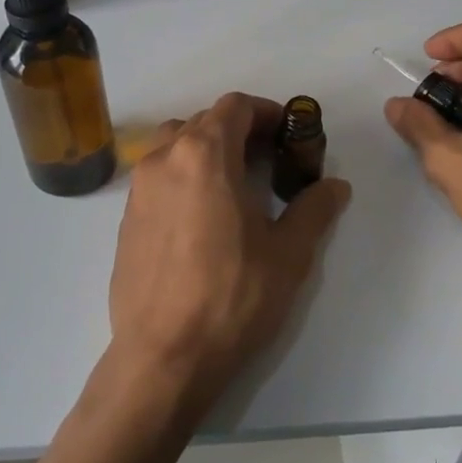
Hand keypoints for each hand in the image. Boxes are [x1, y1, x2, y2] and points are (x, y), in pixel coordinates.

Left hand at [107, 92, 350, 417]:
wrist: (164, 356)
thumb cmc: (232, 297)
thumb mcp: (288, 254)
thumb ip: (314, 209)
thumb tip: (335, 186)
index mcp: (204, 155)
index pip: (235, 106)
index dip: (266, 112)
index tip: (287, 135)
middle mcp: (164, 159)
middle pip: (203, 121)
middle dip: (238, 131)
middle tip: (268, 161)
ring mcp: (138, 188)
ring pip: (174, 144)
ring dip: (205, 149)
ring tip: (232, 185)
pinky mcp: (126, 218)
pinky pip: (158, 176)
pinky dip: (182, 176)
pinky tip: (202, 217)